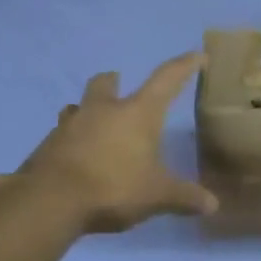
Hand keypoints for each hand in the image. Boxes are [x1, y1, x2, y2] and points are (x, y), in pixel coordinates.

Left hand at [17, 52, 217, 232]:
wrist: (50, 201)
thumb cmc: (114, 187)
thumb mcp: (157, 196)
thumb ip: (185, 197)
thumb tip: (213, 205)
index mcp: (137, 114)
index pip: (166, 79)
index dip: (184, 66)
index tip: (198, 55)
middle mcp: (103, 110)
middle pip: (105, 82)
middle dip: (113, 82)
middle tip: (120, 87)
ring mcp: (70, 125)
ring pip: (78, 106)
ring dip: (87, 110)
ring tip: (95, 125)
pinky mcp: (47, 145)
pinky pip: (61, 134)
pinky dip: (71, 140)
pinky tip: (77, 158)